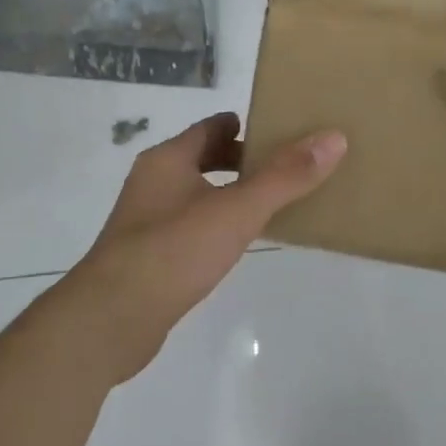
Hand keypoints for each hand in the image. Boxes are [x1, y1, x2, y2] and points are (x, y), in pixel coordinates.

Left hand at [76, 113, 346, 353]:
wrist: (111, 319)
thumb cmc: (173, 251)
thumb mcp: (236, 210)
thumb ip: (285, 176)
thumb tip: (334, 138)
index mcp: (168, 160)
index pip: (212, 127)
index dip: (247, 125)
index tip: (283, 130)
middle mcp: (153, 183)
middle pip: (204, 159)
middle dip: (243, 161)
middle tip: (288, 168)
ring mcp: (147, 221)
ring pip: (198, 195)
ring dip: (231, 195)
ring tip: (273, 205)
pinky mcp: (149, 257)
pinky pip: (191, 228)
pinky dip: (217, 226)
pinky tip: (239, 244)